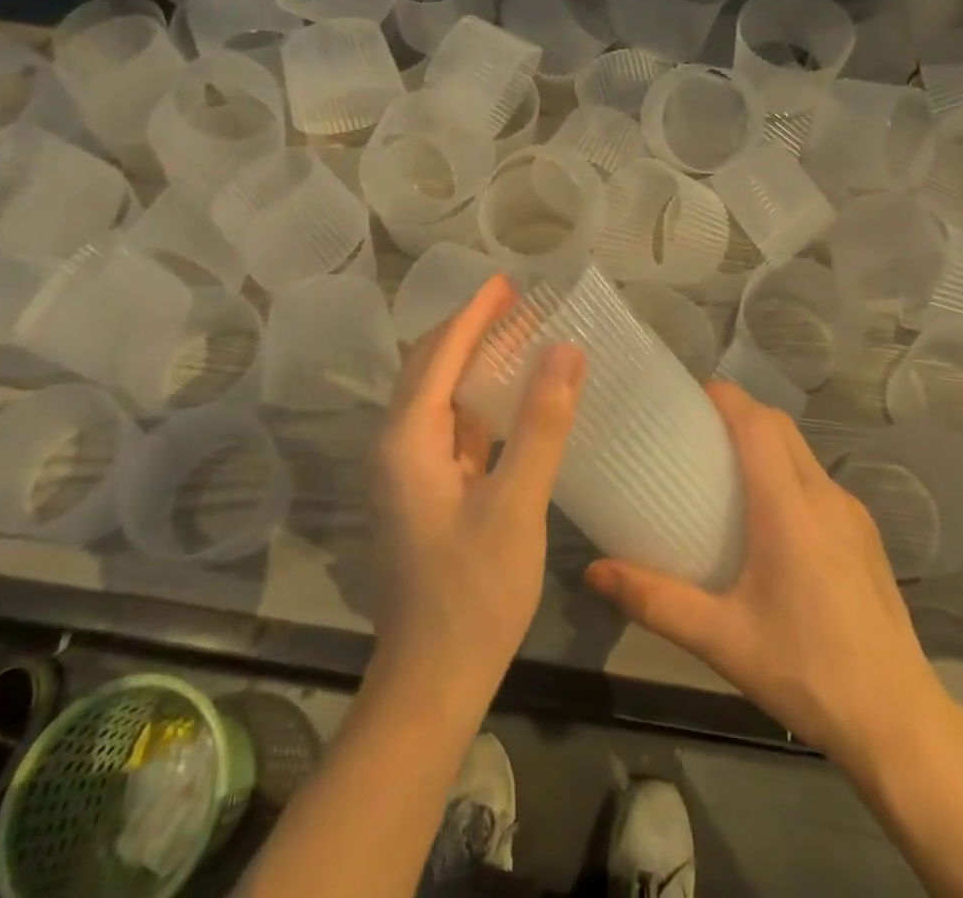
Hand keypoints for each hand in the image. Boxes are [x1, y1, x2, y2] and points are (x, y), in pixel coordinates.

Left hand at [368, 274, 582, 709]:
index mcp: (407, 439)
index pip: (440, 354)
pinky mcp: (424, 491)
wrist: (433, 680)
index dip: (474, 314)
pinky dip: (476, 400)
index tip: (507, 281)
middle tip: (515, 301)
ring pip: (437, 395)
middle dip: (469, 329)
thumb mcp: (516, 505)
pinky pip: (448, 426)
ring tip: (515, 334)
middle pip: (429, 367)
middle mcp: (396, 445)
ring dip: (471, 361)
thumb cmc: (474, 593)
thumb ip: (541, 423)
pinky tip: (507, 397)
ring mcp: (407, 470)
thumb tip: (565, 348)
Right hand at [586, 382, 955, 775]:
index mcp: (788, 507)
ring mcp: (852, 513)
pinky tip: (769, 521)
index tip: (686, 398)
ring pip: (802, 452)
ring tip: (723, 472)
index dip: (723, 397)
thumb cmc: (805, 671)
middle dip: (739, 413)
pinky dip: (787, 473)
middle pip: (779, 427)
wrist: (898, 721)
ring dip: (764, 443)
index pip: (757, 422)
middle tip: (694, 433)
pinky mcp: (866, 534)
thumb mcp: (721, 640)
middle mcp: (824, 495)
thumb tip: (595, 571)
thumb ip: (655, 601)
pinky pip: (818, 482)